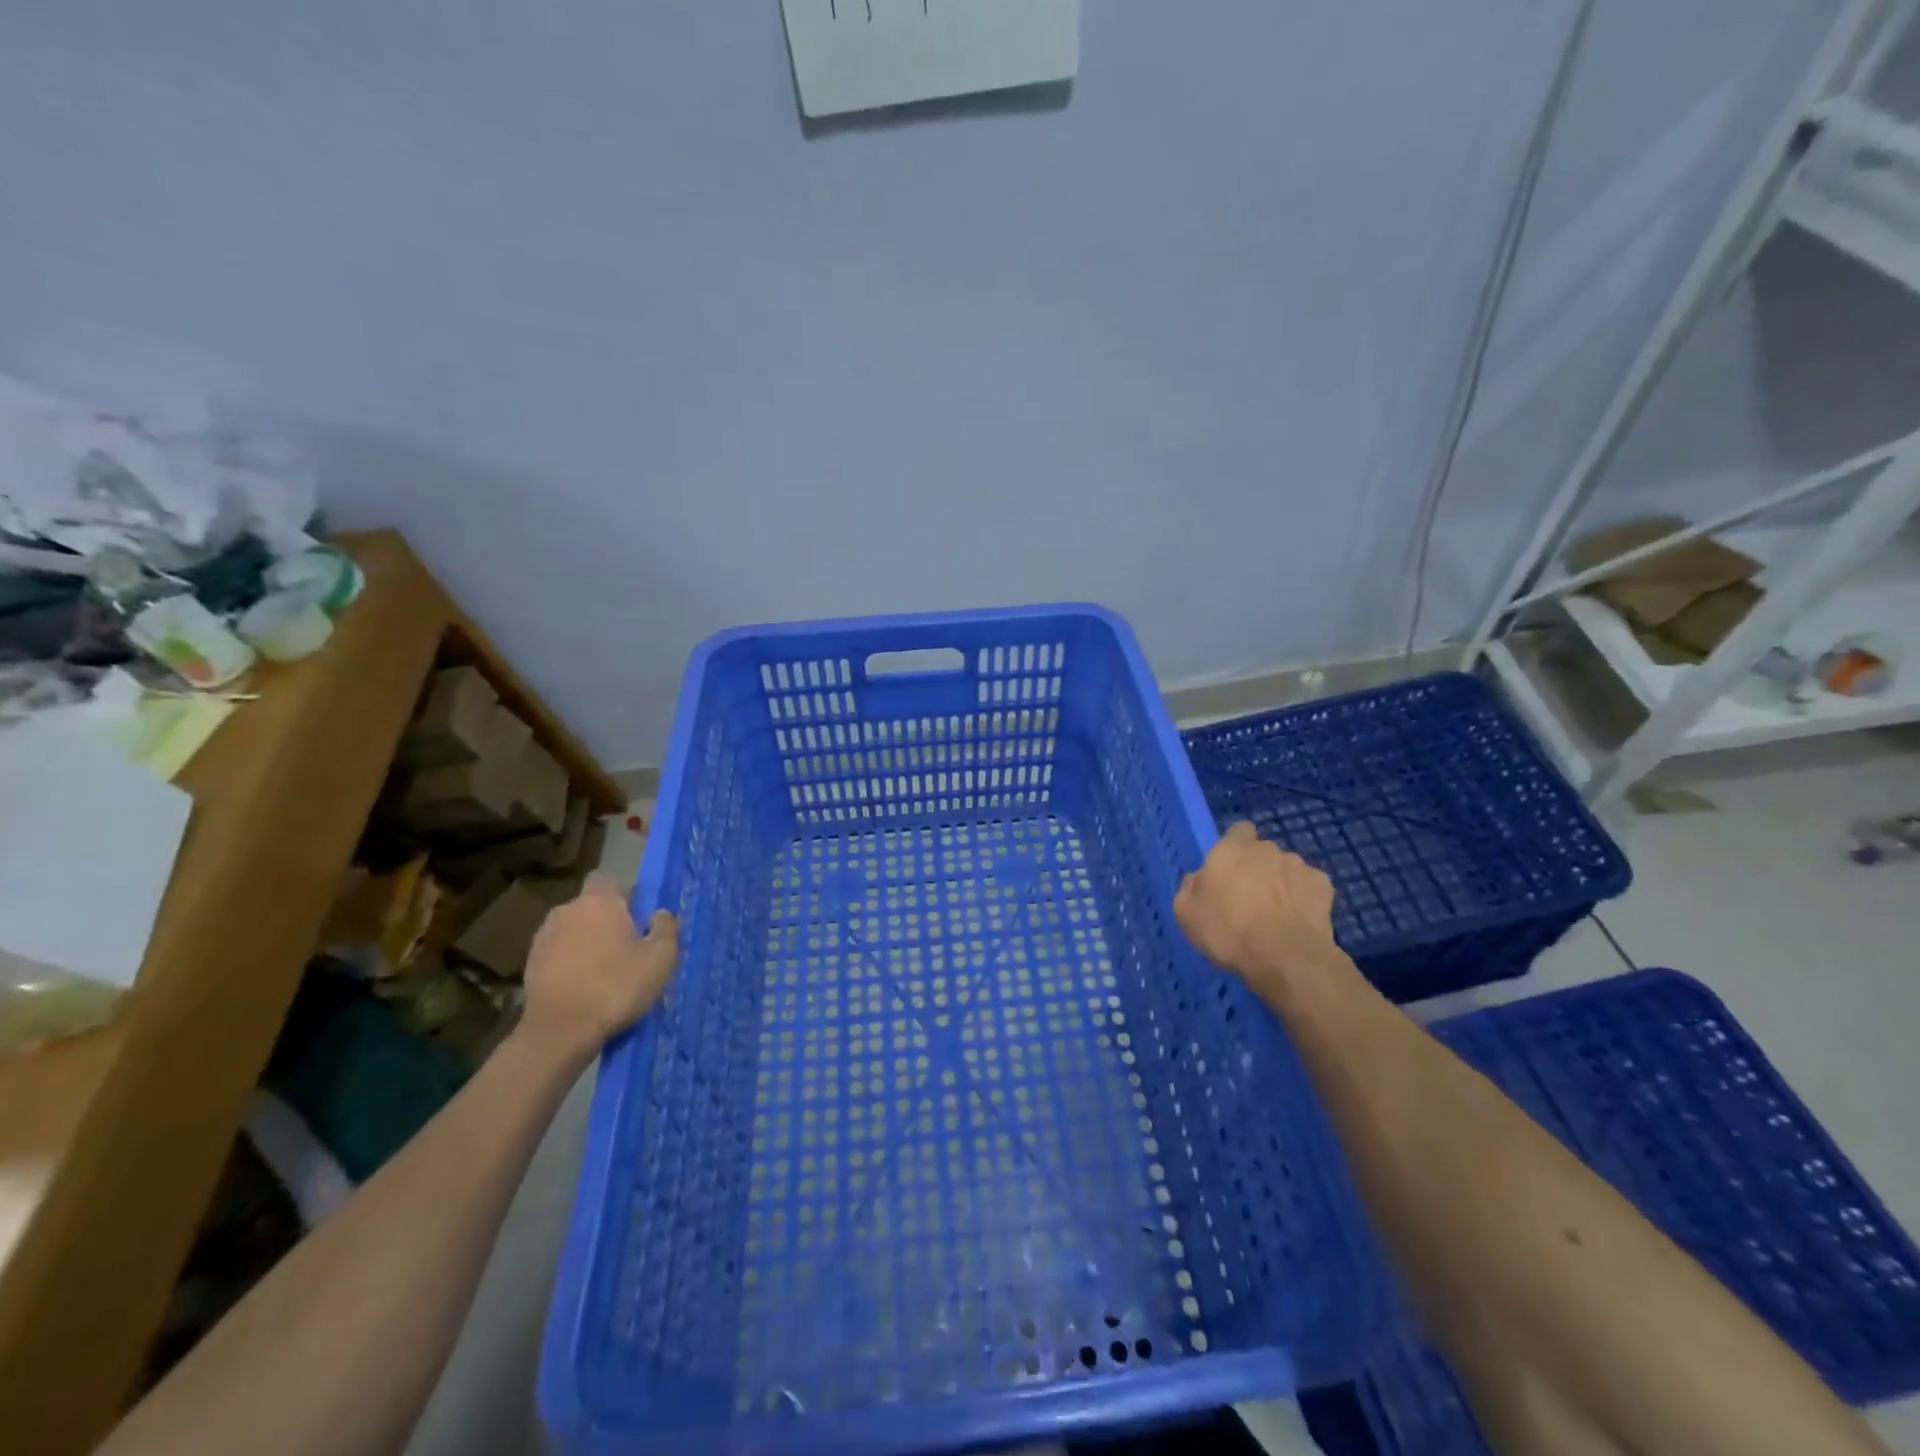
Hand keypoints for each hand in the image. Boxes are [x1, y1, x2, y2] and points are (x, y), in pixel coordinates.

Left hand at [519, 879, 679, 1061]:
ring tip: (604, 972)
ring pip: (573, 931)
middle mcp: (566, 911)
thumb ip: (666, 929)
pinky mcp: (529, 966)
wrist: (559, 1032)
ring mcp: (543, 938)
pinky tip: (583, 988)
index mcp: (599, 902)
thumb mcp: (661, 958)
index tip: (638, 919)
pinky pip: (558, 954)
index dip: (624, 897)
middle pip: (590, 908)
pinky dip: (570, 964)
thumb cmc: (616, 987)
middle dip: (606, 922)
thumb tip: (660, 914)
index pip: (609, 881)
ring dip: (586, 943)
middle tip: (627, 949)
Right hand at [1174, 822, 1343, 1005]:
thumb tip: (1198, 878)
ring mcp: (1298, 866)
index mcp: (1230, 850)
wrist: (1286, 959)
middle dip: (1258, 868)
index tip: (1230, 869)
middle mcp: (1266, 849)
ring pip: (1286, 868)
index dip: (1235, 846)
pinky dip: (1304, 898)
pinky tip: (1299, 919)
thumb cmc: (1228, 932)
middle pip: (1262, 852)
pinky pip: (1309, 886)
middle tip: (1249, 898)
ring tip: (1277, 914)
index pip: (1238, 830)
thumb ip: (1189, 887)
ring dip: (1281, 883)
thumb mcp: (1186, 914)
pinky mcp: (1324, 886)